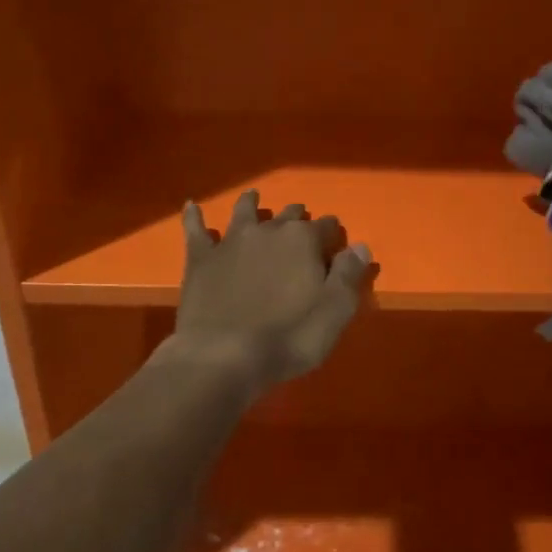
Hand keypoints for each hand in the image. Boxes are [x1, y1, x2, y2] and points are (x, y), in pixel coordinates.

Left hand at [171, 190, 373, 395]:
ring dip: (251, 203)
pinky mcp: (201, 258)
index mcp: (304, 240)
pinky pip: (195, 229)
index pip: (327, 226)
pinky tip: (192, 206)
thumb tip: (359, 246)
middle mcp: (268, 231)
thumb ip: (349, 275)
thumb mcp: (335, 311)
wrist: (223, 355)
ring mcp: (231, 241)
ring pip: (244, 212)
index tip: (337, 245)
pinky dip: (195, 216)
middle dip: (297, 217)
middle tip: (301, 222)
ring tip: (253, 197)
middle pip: (288, 216)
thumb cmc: (288, 337)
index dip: (333, 235)